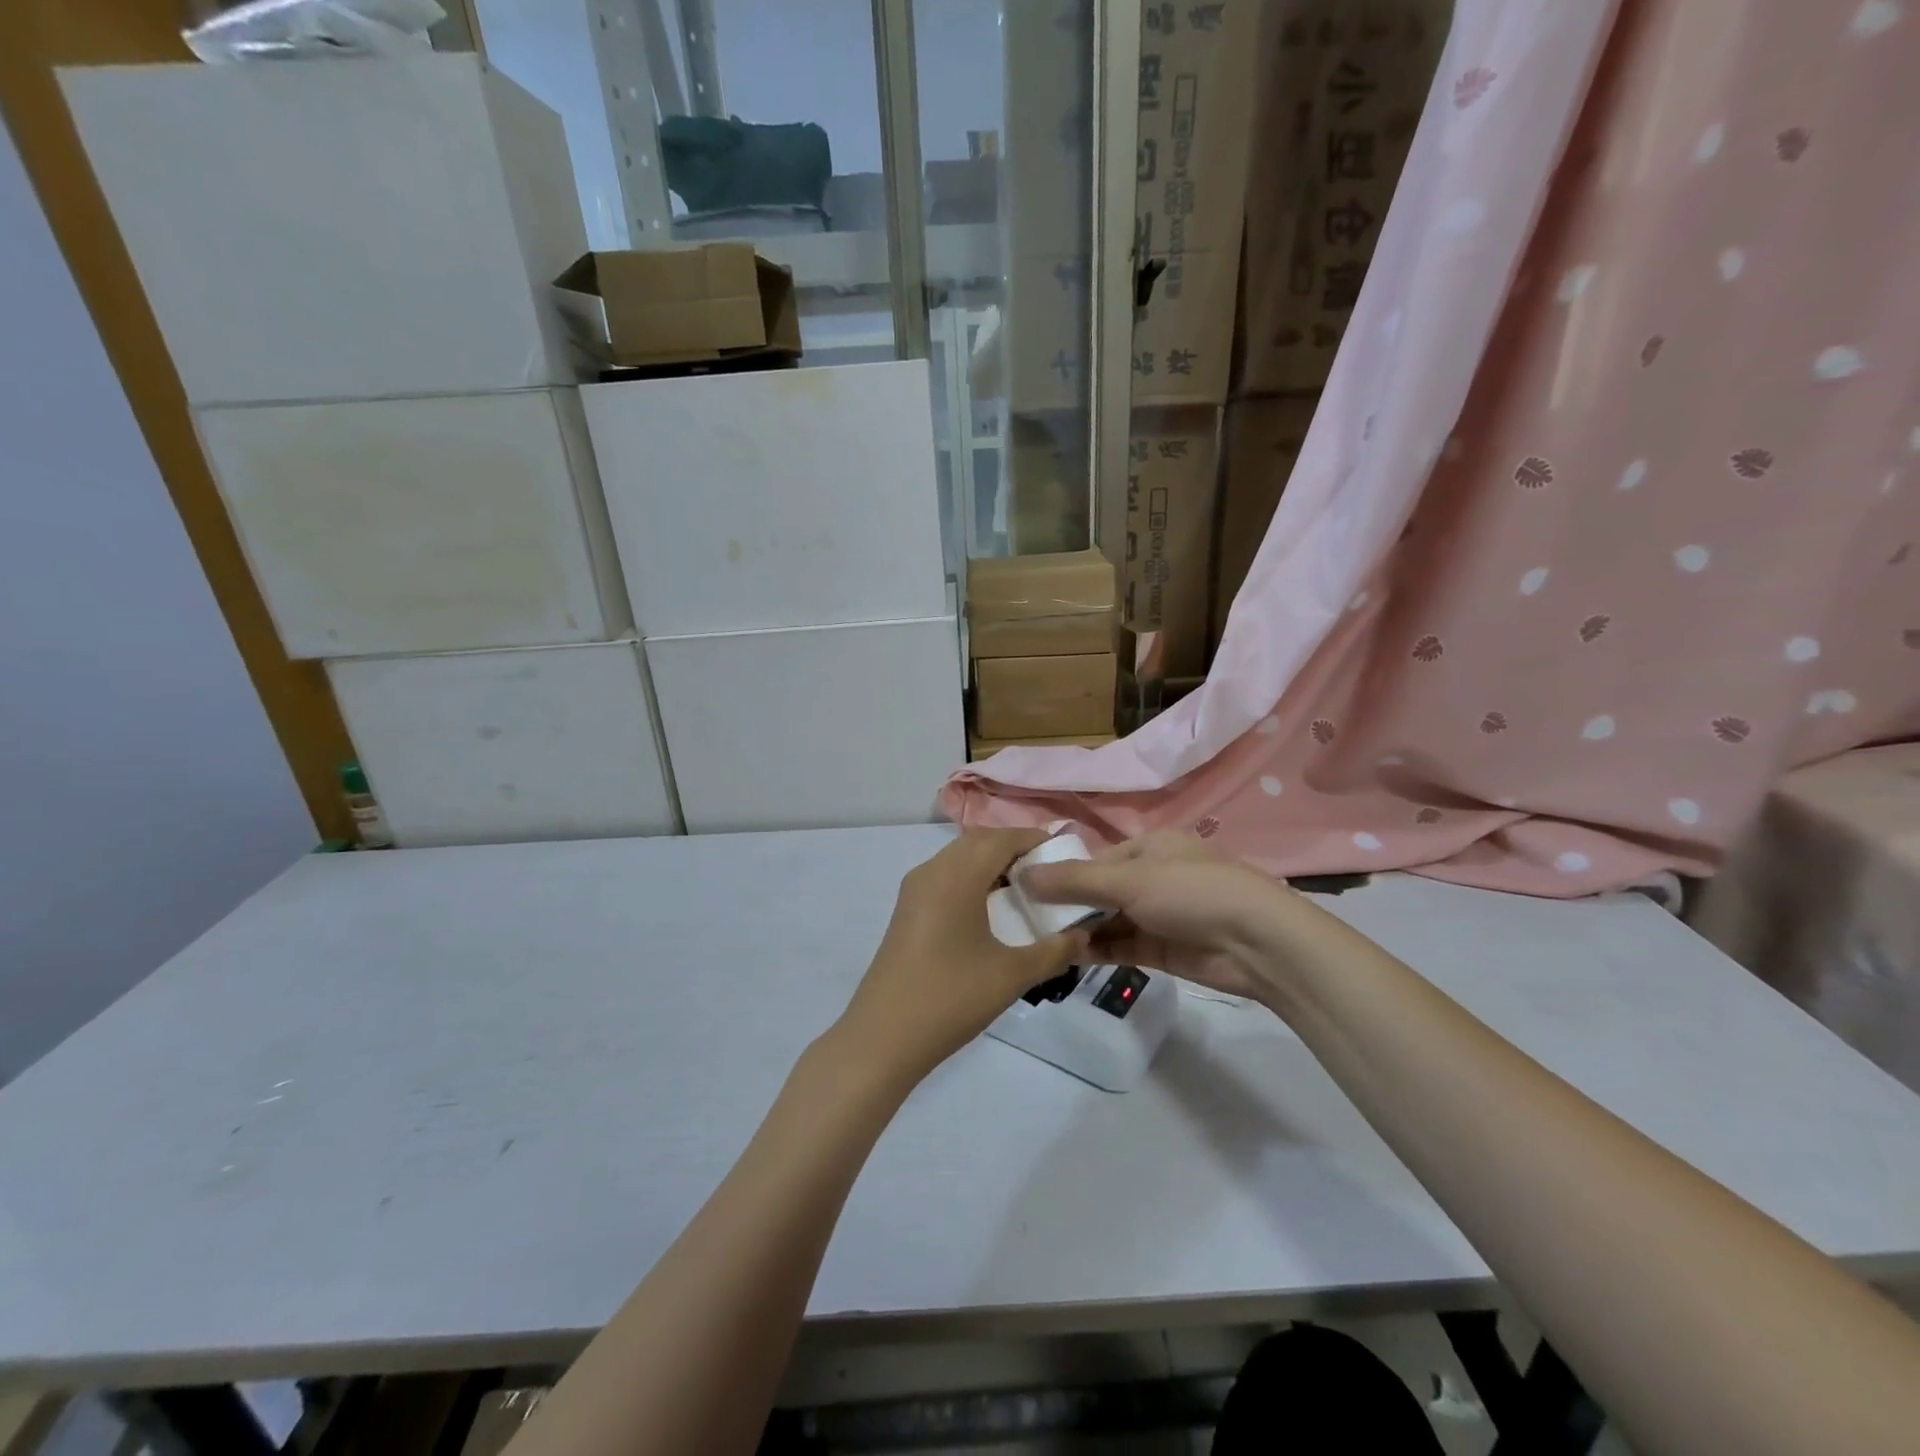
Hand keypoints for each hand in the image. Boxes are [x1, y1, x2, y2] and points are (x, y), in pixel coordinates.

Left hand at [834, 830, 1085, 1086]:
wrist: (883, 1037)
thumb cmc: (951, 998)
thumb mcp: (1012, 975)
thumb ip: (1055, 951)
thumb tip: (1084, 934)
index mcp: (956, 876)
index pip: (1002, 838)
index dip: (1034, 840)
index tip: (1065, 854)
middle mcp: (932, 871)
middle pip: (979, 842)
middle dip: (1015, 849)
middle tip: (1050, 873)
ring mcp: (915, 890)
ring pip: (959, 858)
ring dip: (991, 864)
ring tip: (1026, 891)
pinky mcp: (907, 910)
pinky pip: (945, 877)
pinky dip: (972, 879)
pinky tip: (992, 911)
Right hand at [1021, 832, 1294, 1001]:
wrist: (1257, 943)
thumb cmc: (1191, 892)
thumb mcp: (1128, 879)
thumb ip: (1074, 881)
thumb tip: (1022, 874)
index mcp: (1146, 847)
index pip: (1091, 859)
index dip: (1058, 874)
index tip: (1021, 890)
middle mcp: (1149, 877)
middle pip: (1096, 890)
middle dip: (1064, 905)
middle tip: (1020, 921)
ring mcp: (1155, 914)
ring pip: (1105, 920)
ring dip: (1077, 929)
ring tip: (1035, 941)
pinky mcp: (1160, 948)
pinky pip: (1118, 946)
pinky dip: (1094, 950)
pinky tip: (1064, 956)